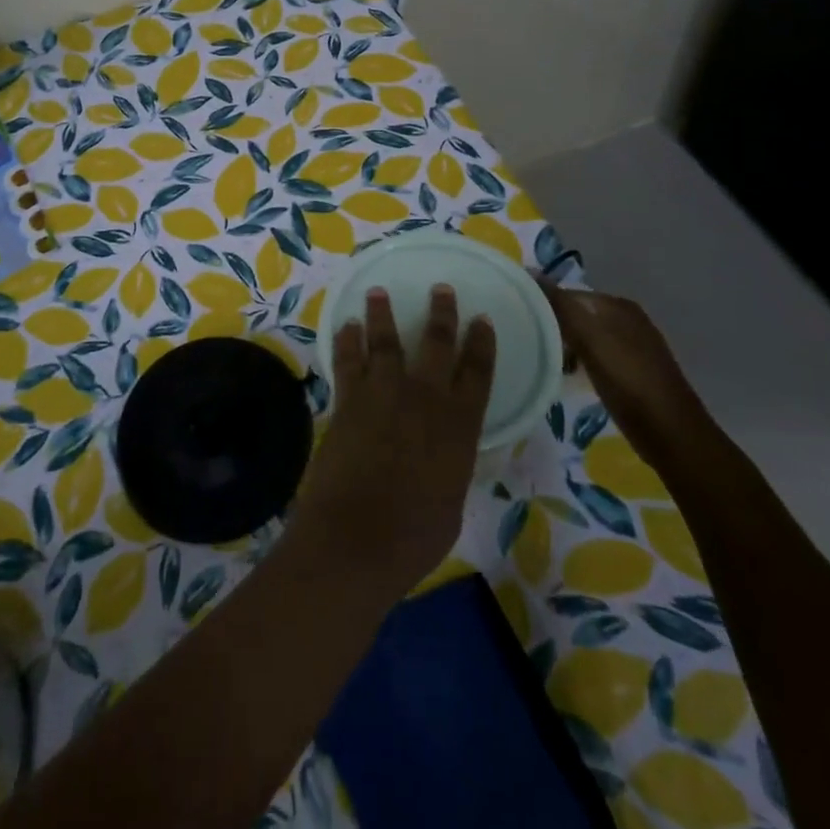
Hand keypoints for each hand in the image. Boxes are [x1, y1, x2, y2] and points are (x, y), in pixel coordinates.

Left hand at [294, 285, 495, 601]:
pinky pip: (348, 360)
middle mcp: (424, 400)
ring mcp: (383, 395)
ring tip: (379, 292)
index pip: (478, 374)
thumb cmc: (413, 537)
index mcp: (458, 427)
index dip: (482, 344)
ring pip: (386, 341)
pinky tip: (347, 326)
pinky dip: (347, 341)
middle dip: (441, 314)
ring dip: (383, 314)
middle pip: (436, 345)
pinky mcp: (348, 400)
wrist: (356, 540)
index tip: (482, 320)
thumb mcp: (451, 502)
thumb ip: (451, 465)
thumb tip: (448, 451)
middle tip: (441, 289)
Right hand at [539, 281, 716, 473]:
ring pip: (584, 336)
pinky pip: (594, 356)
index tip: (517, 321)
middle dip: (552, 326)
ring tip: (540, 359)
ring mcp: (632, 346)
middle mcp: (627, 319)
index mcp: (618, 305)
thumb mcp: (590, 338)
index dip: (543, 305)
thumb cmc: (628, 381)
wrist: (671, 434)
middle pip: (577, 314)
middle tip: (525, 342)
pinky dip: (578, 362)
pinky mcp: (632, 372)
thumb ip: (561, 306)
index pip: (568, 294)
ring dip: (563, 346)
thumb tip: (531, 272)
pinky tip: (566, 376)